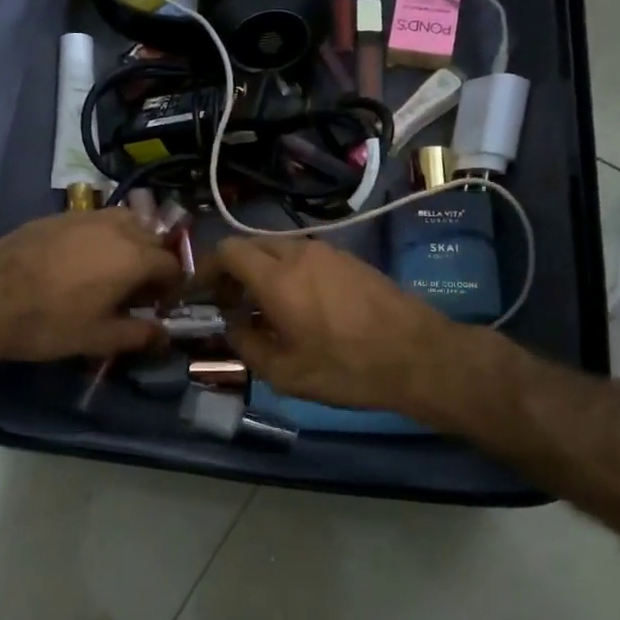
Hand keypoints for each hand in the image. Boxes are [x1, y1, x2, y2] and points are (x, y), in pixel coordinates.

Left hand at [0, 210, 183, 364]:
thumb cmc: (50, 322)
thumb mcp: (99, 338)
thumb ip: (139, 334)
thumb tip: (165, 335)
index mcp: (135, 257)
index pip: (172, 264)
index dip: (171, 287)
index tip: (158, 306)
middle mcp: (117, 227)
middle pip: (153, 237)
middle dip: (154, 262)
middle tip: (137, 291)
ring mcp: (87, 216)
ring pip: (126, 221)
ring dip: (131, 242)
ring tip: (114, 270)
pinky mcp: (60, 215)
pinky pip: (96, 220)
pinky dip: (103, 236)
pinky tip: (82, 260)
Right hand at [208, 237, 464, 416]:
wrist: (419, 356)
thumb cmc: (347, 368)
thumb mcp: (286, 373)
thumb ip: (247, 346)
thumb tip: (234, 327)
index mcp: (278, 277)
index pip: (227, 250)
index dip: (206, 268)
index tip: (200, 293)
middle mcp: (300, 253)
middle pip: (252, 246)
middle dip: (232, 271)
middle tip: (230, 304)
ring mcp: (329, 252)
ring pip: (280, 250)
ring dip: (262, 272)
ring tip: (264, 310)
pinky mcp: (350, 260)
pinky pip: (306, 257)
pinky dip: (289, 273)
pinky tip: (300, 307)